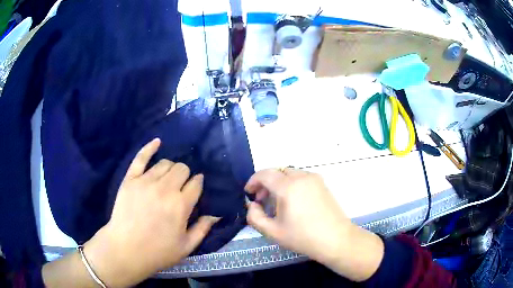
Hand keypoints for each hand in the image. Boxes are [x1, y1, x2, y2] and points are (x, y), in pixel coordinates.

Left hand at [83, 138, 218, 286]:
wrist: (126, 249)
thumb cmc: (158, 251)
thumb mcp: (186, 247)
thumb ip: (203, 229)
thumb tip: (216, 215)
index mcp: (181, 205)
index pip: (196, 183)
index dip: (198, 183)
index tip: (196, 187)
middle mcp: (165, 188)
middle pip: (182, 169)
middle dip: (185, 175)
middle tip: (181, 187)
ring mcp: (145, 181)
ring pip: (165, 163)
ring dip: (170, 168)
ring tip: (168, 178)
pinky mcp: (130, 179)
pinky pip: (141, 157)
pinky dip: (150, 147)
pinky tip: (157, 142)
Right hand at [245, 168, 383, 281]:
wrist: (336, 240)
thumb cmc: (303, 237)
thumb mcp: (273, 232)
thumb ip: (255, 217)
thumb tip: (252, 205)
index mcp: (288, 187)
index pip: (265, 174)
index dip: (253, 181)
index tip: (249, 193)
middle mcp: (301, 177)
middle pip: (277, 172)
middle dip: (265, 183)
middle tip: (261, 200)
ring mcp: (314, 179)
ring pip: (289, 174)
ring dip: (278, 183)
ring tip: (276, 202)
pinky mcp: (322, 184)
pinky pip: (301, 178)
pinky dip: (291, 184)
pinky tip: (292, 201)